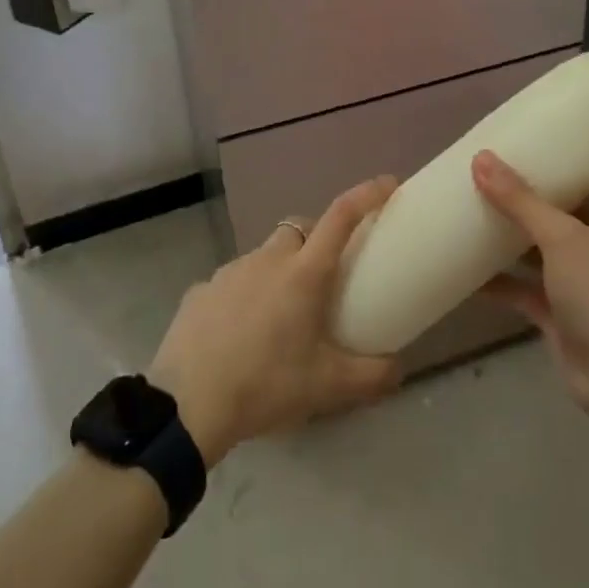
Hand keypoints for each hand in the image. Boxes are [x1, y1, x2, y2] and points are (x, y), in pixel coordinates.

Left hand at [148, 176, 402, 465]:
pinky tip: (242, 331)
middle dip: (316, 239)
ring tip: (282, 314)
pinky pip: (233, 281)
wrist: (187, 403)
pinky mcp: (201, 289)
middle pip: (298, 229)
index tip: (387, 184)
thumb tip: (401, 368)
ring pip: (264, 255)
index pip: (341, 217)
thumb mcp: (328, 387)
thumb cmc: (266, 385)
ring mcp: (230, 270)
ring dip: (280, 270)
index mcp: (303, 273)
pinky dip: (246, 294)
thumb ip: (372, 376)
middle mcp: (268, 259)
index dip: (366, 195)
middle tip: (325, 276)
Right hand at [473, 149, 588, 438]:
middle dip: (556, 184)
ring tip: (485, 199)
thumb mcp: (562, 239)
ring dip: (522, 229)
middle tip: (519, 156)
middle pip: (585, 205)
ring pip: (550, 245)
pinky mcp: (562, 312)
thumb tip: (480, 158)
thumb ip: (521, 202)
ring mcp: (585, 281)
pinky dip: (502, 279)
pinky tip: (469, 267)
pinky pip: (527, 287)